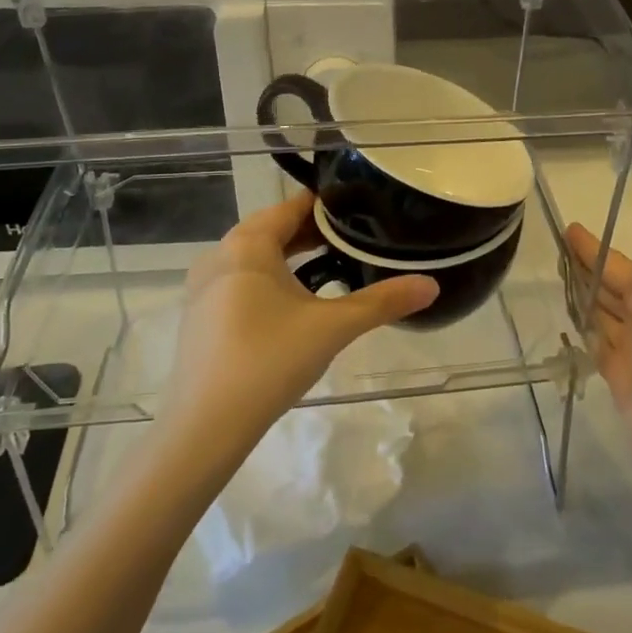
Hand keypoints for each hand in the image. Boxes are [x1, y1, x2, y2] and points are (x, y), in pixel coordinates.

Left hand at [158, 192, 437, 466]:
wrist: (204, 427)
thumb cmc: (269, 361)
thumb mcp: (333, 327)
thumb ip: (383, 302)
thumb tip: (432, 285)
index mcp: (247, 244)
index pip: (292, 207)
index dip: (329, 206)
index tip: (363, 209)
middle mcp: (220, 255)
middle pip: (274, 229)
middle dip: (314, 234)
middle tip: (357, 240)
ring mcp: (204, 287)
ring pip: (257, 257)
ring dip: (293, 258)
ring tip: (334, 268)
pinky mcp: (200, 315)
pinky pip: (241, 281)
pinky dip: (271, 280)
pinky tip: (296, 305)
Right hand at [565, 221, 631, 501]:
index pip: (625, 269)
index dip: (598, 250)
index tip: (569, 230)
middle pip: (615, 289)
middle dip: (590, 268)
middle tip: (556, 250)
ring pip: (606, 315)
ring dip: (587, 295)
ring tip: (558, 278)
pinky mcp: (623, 380)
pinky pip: (601, 344)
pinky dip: (589, 330)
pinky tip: (573, 323)